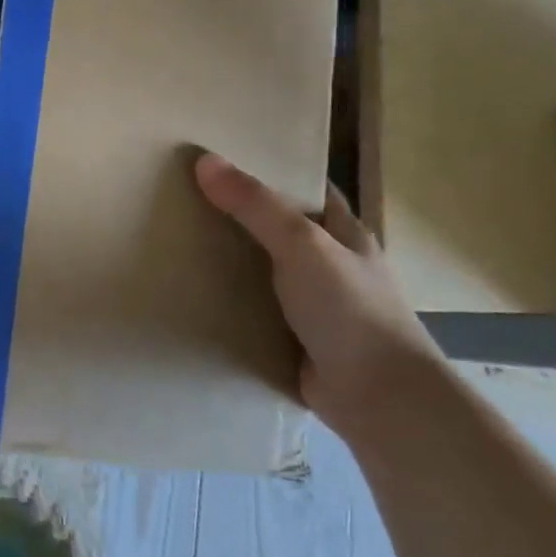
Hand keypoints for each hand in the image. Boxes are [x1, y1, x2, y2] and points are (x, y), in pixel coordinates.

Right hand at [193, 152, 441, 439]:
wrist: (378, 398)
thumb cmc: (349, 309)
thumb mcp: (302, 244)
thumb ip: (255, 205)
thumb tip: (204, 160)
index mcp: (345, 235)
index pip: (309, 189)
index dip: (274, 170)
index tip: (225, 158)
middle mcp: (331, 266)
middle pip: (279, 229)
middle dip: (239, 215)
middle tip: (185, 197)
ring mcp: (314, 306)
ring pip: (264, 271)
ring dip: (230, 261)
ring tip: (177, 240)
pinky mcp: (294, 340)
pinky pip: (254, 311)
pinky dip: (229, 303)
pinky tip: (193, 293)